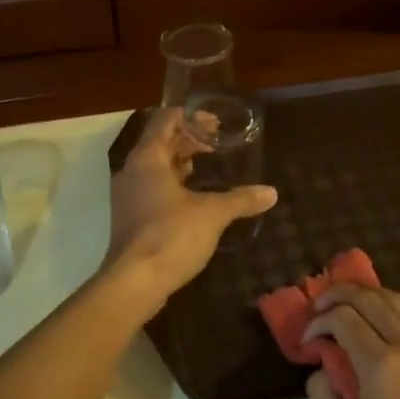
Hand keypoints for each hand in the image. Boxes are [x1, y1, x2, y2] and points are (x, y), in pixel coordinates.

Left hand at [106, 109, 276, 306]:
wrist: (135, 282)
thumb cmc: (171, 235)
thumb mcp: (212, 214)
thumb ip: (241, 199)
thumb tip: (271, 192)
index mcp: (147, 158)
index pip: (165, 121)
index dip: (190, 117)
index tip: (215, 121)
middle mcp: (132, 170)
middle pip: (160, 143)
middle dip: (189, 140)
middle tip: (220, 143)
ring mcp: (128, 195)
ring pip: (156, 167)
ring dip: (181, 163)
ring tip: (211, 166)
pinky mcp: (131, 217)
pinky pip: (153, 188)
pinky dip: (174, 184)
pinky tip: (196, 197)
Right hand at [302, 284, 399, 398]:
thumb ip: (322, 397)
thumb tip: (321, 369)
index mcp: (381, 365)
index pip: (343, 318)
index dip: (318, 321)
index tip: (307, 340)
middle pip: (368, 297)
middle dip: (337, 295)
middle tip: (318, 308)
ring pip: (396, 298)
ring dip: (366, 294)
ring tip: (346, 305)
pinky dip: (392, 308)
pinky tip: (380, 323)